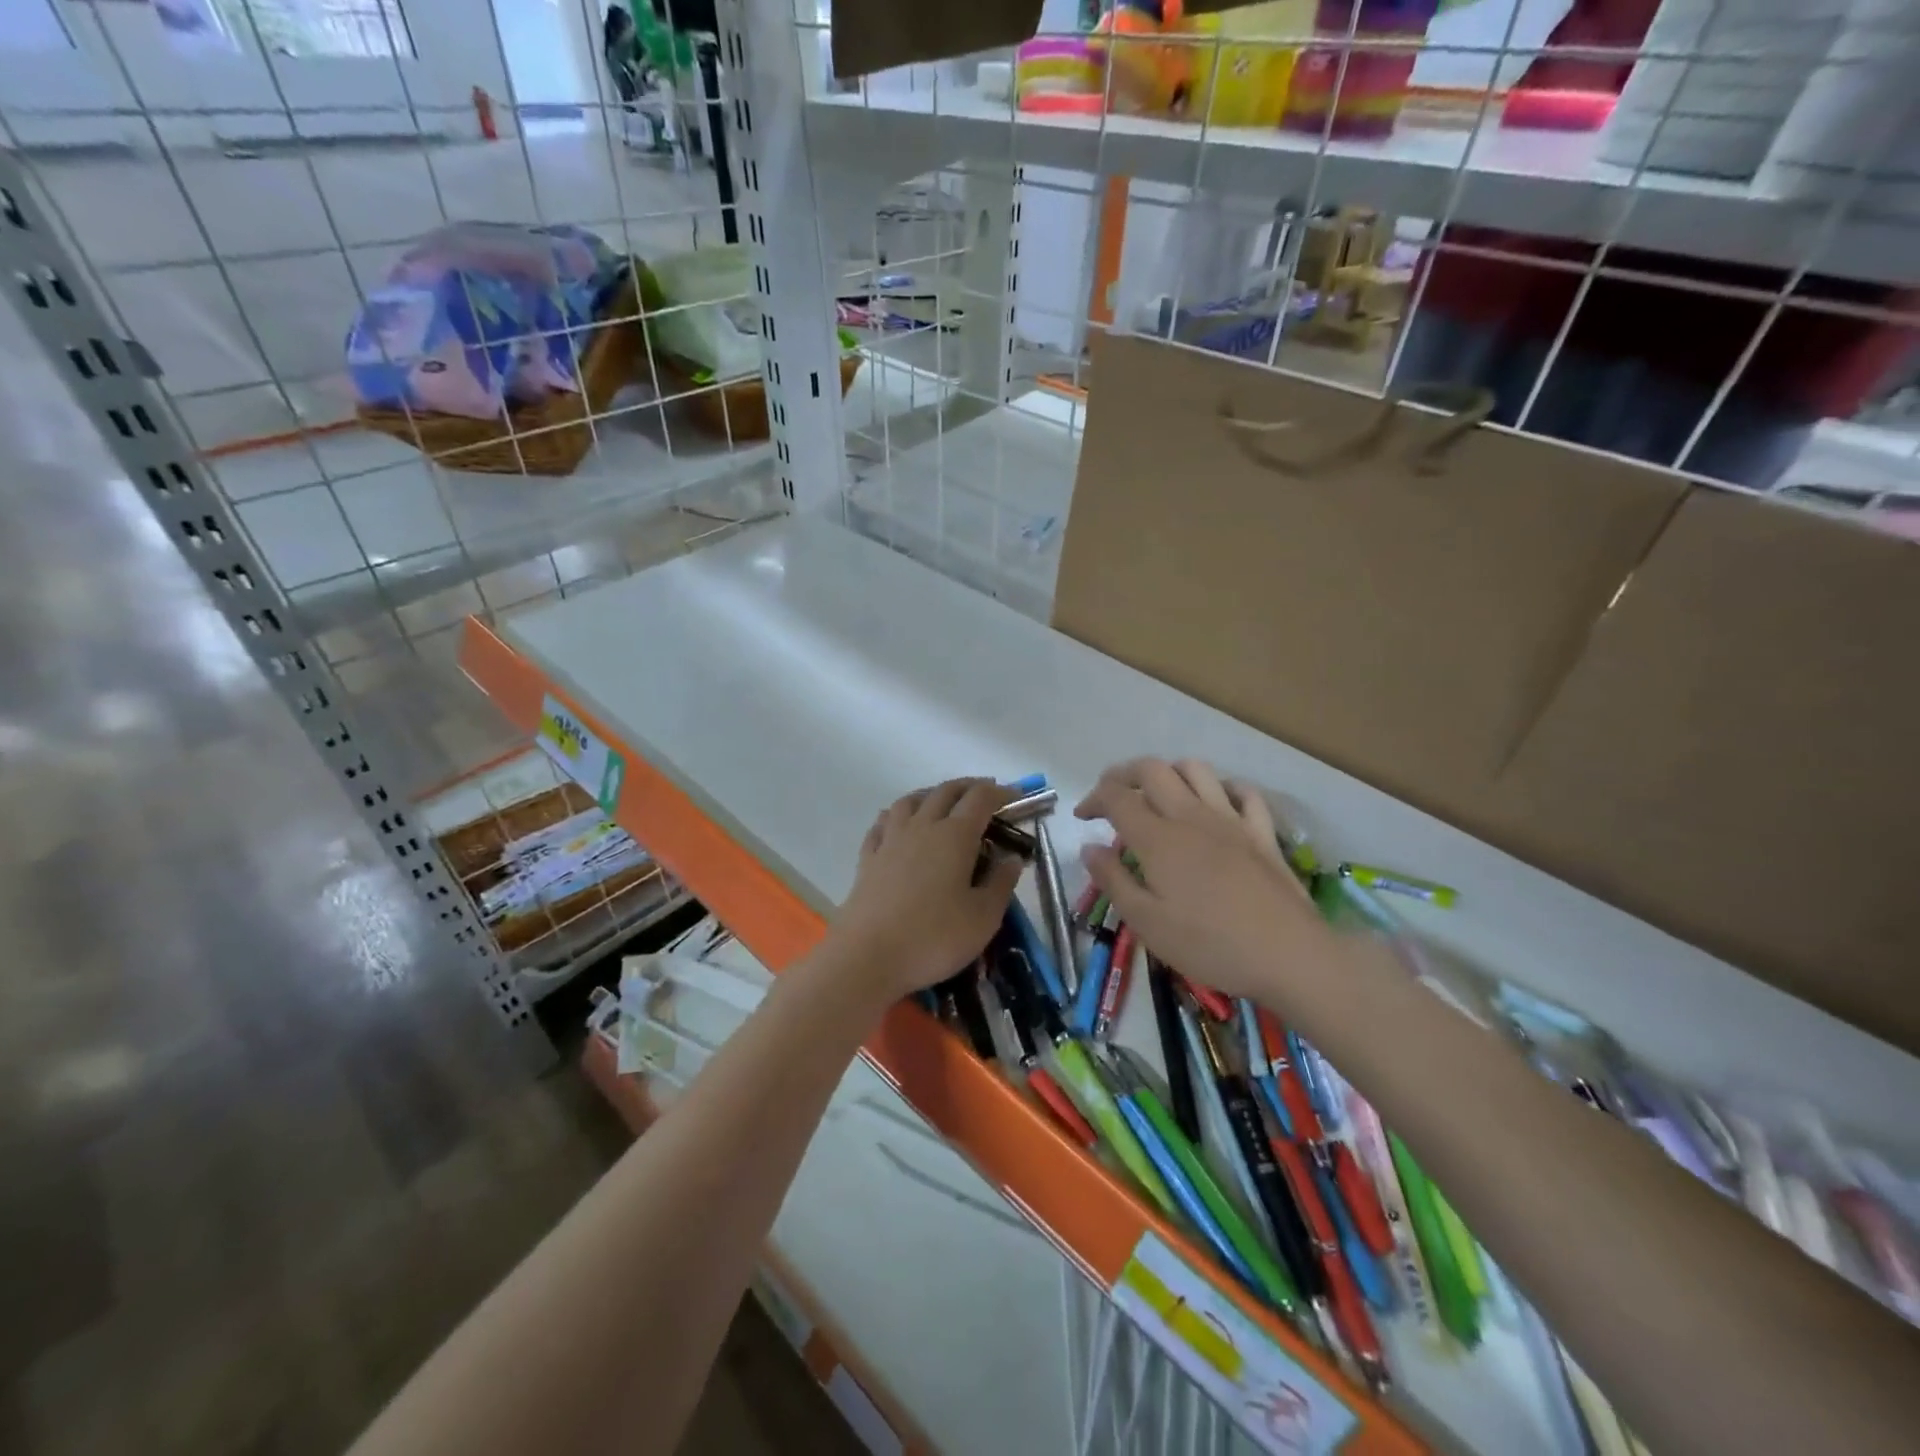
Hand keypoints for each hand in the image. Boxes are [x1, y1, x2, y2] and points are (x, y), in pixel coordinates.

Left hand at [826, 779, 1024, 1003]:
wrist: (867, 956)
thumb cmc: (934, 937)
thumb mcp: (983, 918)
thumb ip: (1001, 884)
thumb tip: (1012, 858)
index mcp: (955, 836)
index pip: (981, 799)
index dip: (1001, 793)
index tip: (1016, 796)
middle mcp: (922, 827)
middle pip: (945, 791)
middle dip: (969, 787)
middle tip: (985, 794)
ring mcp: (890, 840)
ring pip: (910, 800)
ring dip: (931, 794)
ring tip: (942, 802)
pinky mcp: (868, 858)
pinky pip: (883, 823)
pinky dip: (896, 815)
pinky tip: (898, 824)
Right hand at [1075, 759, 1331, 1002]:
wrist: (1289, 956)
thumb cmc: (1209, 945)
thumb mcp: (1147, 923)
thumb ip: (1113, 880)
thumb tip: (1089, 848)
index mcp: (1157, 838)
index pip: (1116, 796)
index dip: (1093, 798)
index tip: (1083, 817)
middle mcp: (1191, 816)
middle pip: (1152, 770)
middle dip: (1124, 774)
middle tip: (1113, 796)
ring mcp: (1231, 820)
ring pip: (1196, 770)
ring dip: (1170, 773)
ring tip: (1159, 795)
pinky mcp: (1262, 832)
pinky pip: (1243, 792)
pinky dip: (1223, 788)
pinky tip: (1215, 803)